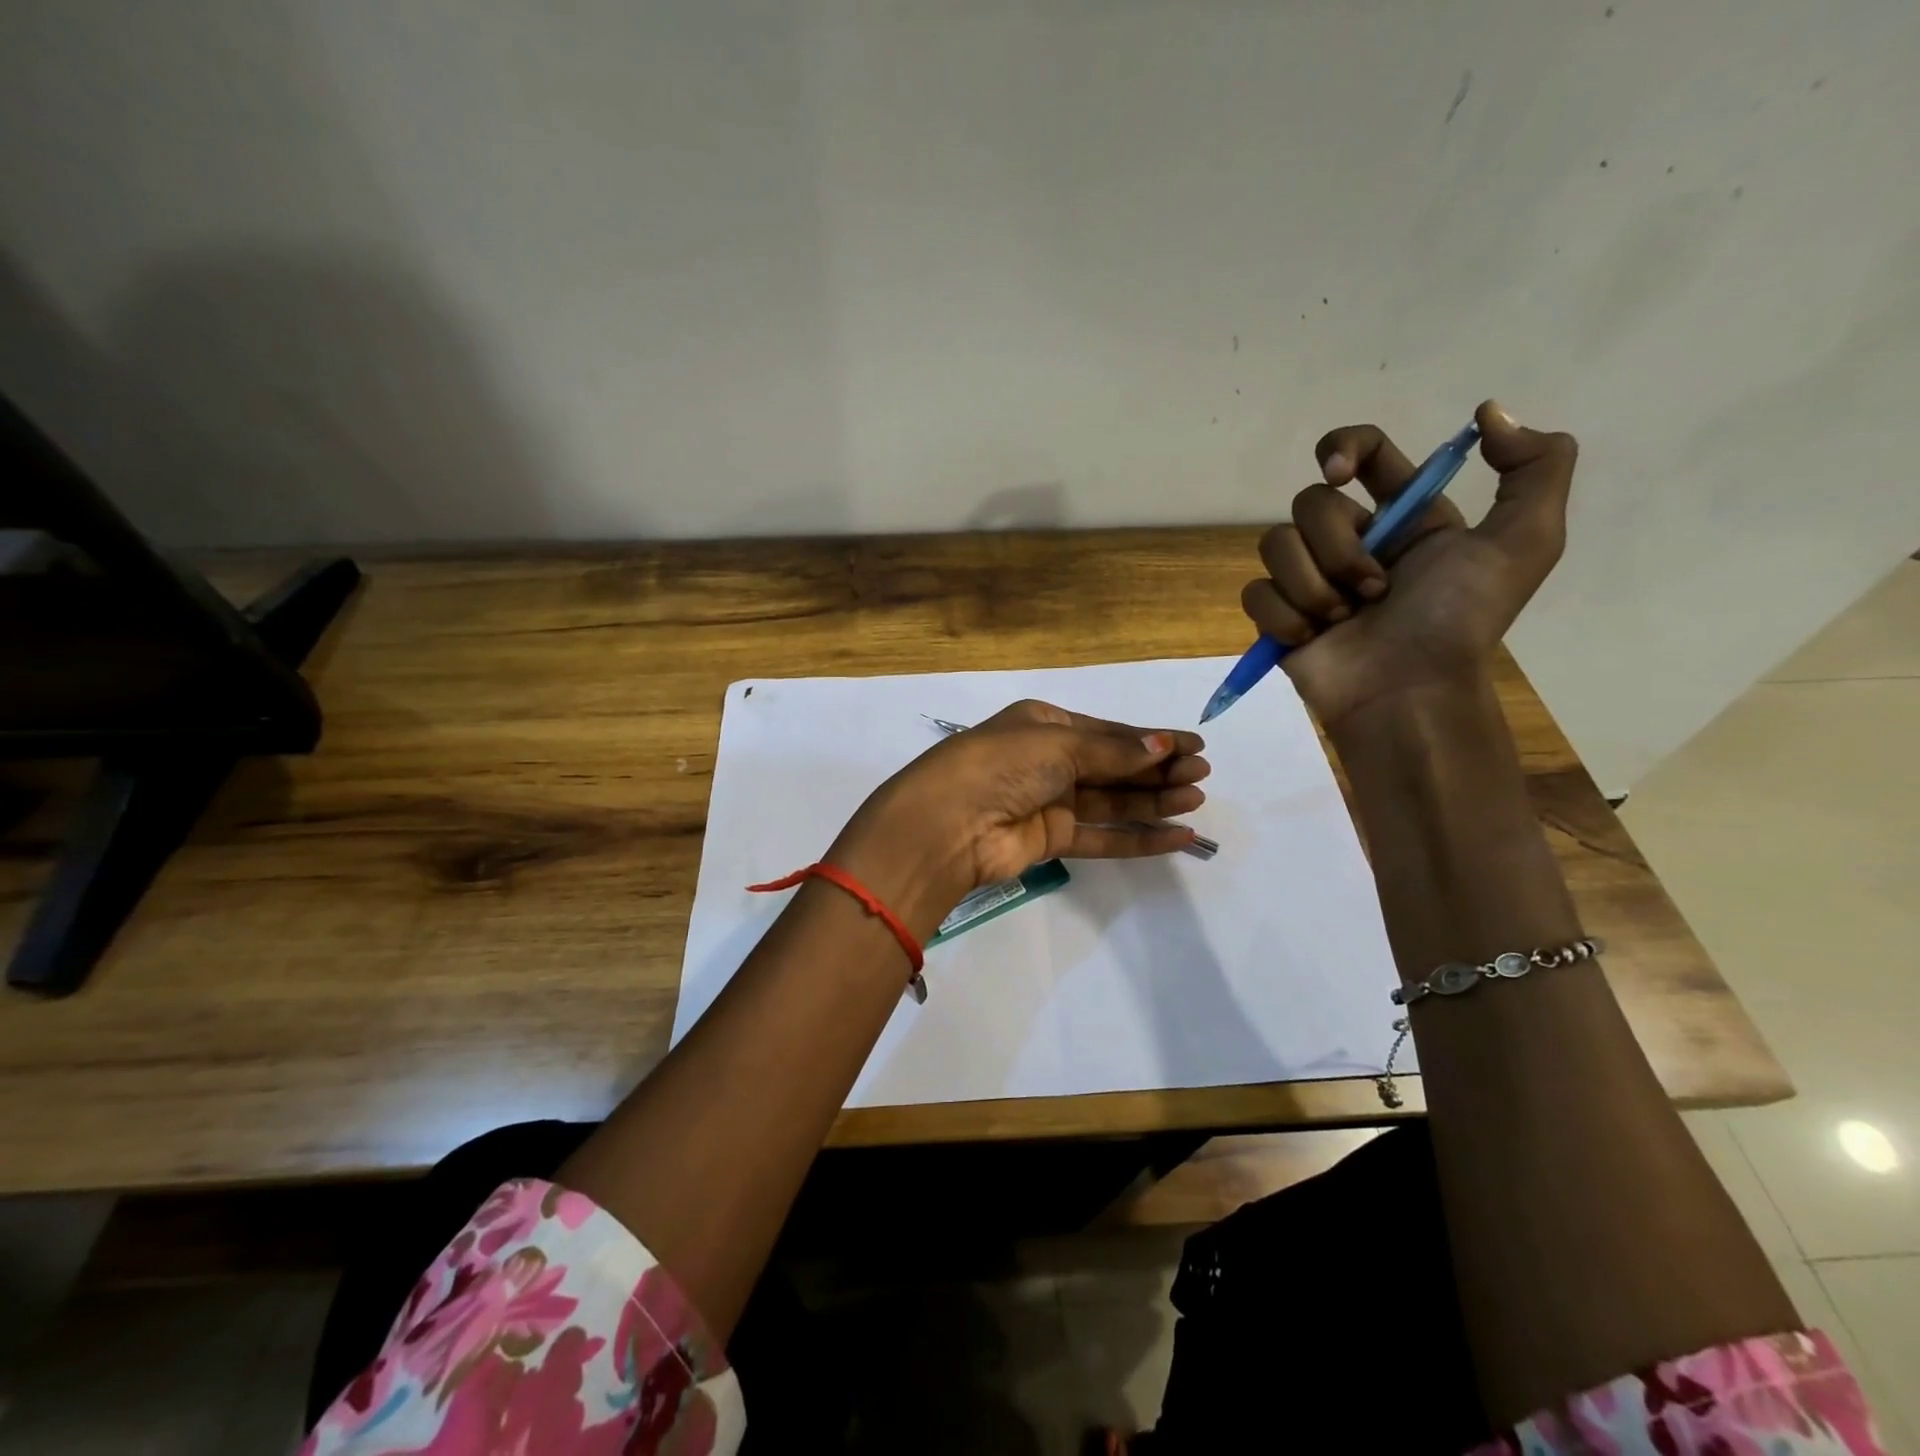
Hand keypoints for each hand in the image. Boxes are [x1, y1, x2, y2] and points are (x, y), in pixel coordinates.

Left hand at [828, 700, 1209, 938]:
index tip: (1195, 746)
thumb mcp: (1059, 744)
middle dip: (1158, 769)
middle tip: (1202, 775)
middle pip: (1114, 765)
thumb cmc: (1002, 764)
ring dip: (1154, 801)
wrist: (948, 823)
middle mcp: (1047, 760)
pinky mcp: (1050, 840)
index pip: (1108, 732)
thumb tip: (1163, 745)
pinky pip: (1102, 836)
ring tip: (1196, 801)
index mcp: (1044, 724)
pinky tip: (1176, 837)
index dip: (1151, 739)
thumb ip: (1113, 751)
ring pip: (1111, 800)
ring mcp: (1049, 801)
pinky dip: (1137, 837)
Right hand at [1240, 399, 1576, 731]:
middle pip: (1309, 502)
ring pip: (1275, 544)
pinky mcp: (1276, 615)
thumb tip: (1487, 412)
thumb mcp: (1524, 543)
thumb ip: (1534, 466)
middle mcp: (1352, 540)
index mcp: (1405, 517)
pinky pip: (1256, 592)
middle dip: (1338, 547)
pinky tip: (1310, 637)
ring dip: (1313, 585)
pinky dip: (1283, 615)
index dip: (1343, 446)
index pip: (1364, 452)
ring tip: (1344, 619)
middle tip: (1374, 589)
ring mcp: (1309, 579)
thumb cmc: (1459, 621)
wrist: (1407, 693)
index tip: (1340, 473)